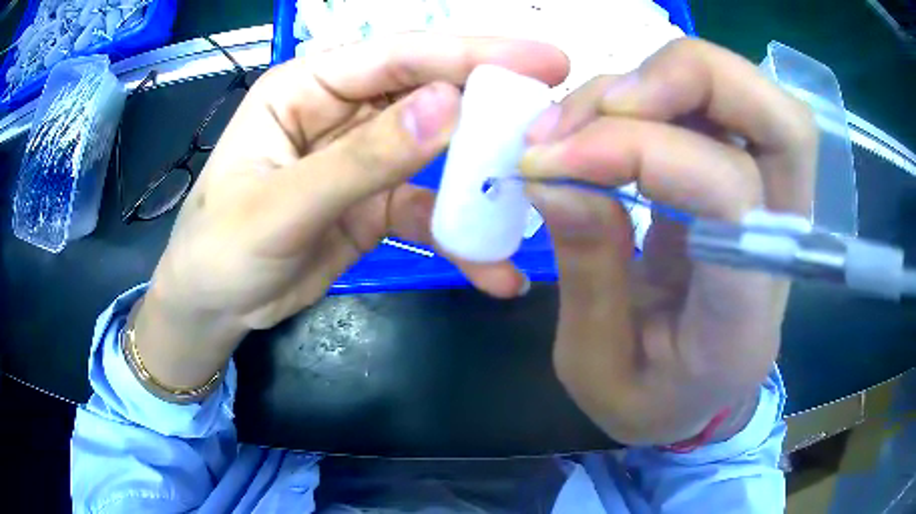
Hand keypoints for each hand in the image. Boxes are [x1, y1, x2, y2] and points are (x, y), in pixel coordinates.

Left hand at [134, 34, 569, 389]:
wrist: (214, 307)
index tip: (541, 61)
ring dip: (482, 179)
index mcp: (305, 87)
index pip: (396, 56)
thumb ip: (361, 159)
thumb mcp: (281, 207)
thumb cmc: (221, 250)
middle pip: (427, 94)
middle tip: (555, 112)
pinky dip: (460, 237)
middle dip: (490, 104)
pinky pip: (427, 210)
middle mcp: (339, 110)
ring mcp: (362, 158)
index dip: (469, 53)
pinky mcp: (374, 203)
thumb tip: (447, 107)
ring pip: (436, 153)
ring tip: (535, 196)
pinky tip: (493, 268)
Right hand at [521, 39, 816, 444]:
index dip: (640, 150)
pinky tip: (607, 119)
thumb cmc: (652, 400)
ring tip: (583, 117)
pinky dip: (658, 89)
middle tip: (600, 105)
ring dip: (664, 77)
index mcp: (746, 311)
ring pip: (753, 95)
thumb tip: (553, 177)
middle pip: (781, 119)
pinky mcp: (743, 179)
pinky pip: (717, 104)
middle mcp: (778, 242)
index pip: (729, 191)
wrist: (697, 397)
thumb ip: (586, 273)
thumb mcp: (597, 366)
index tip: (552, 161)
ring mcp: (769, 202)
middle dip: (688, 78)